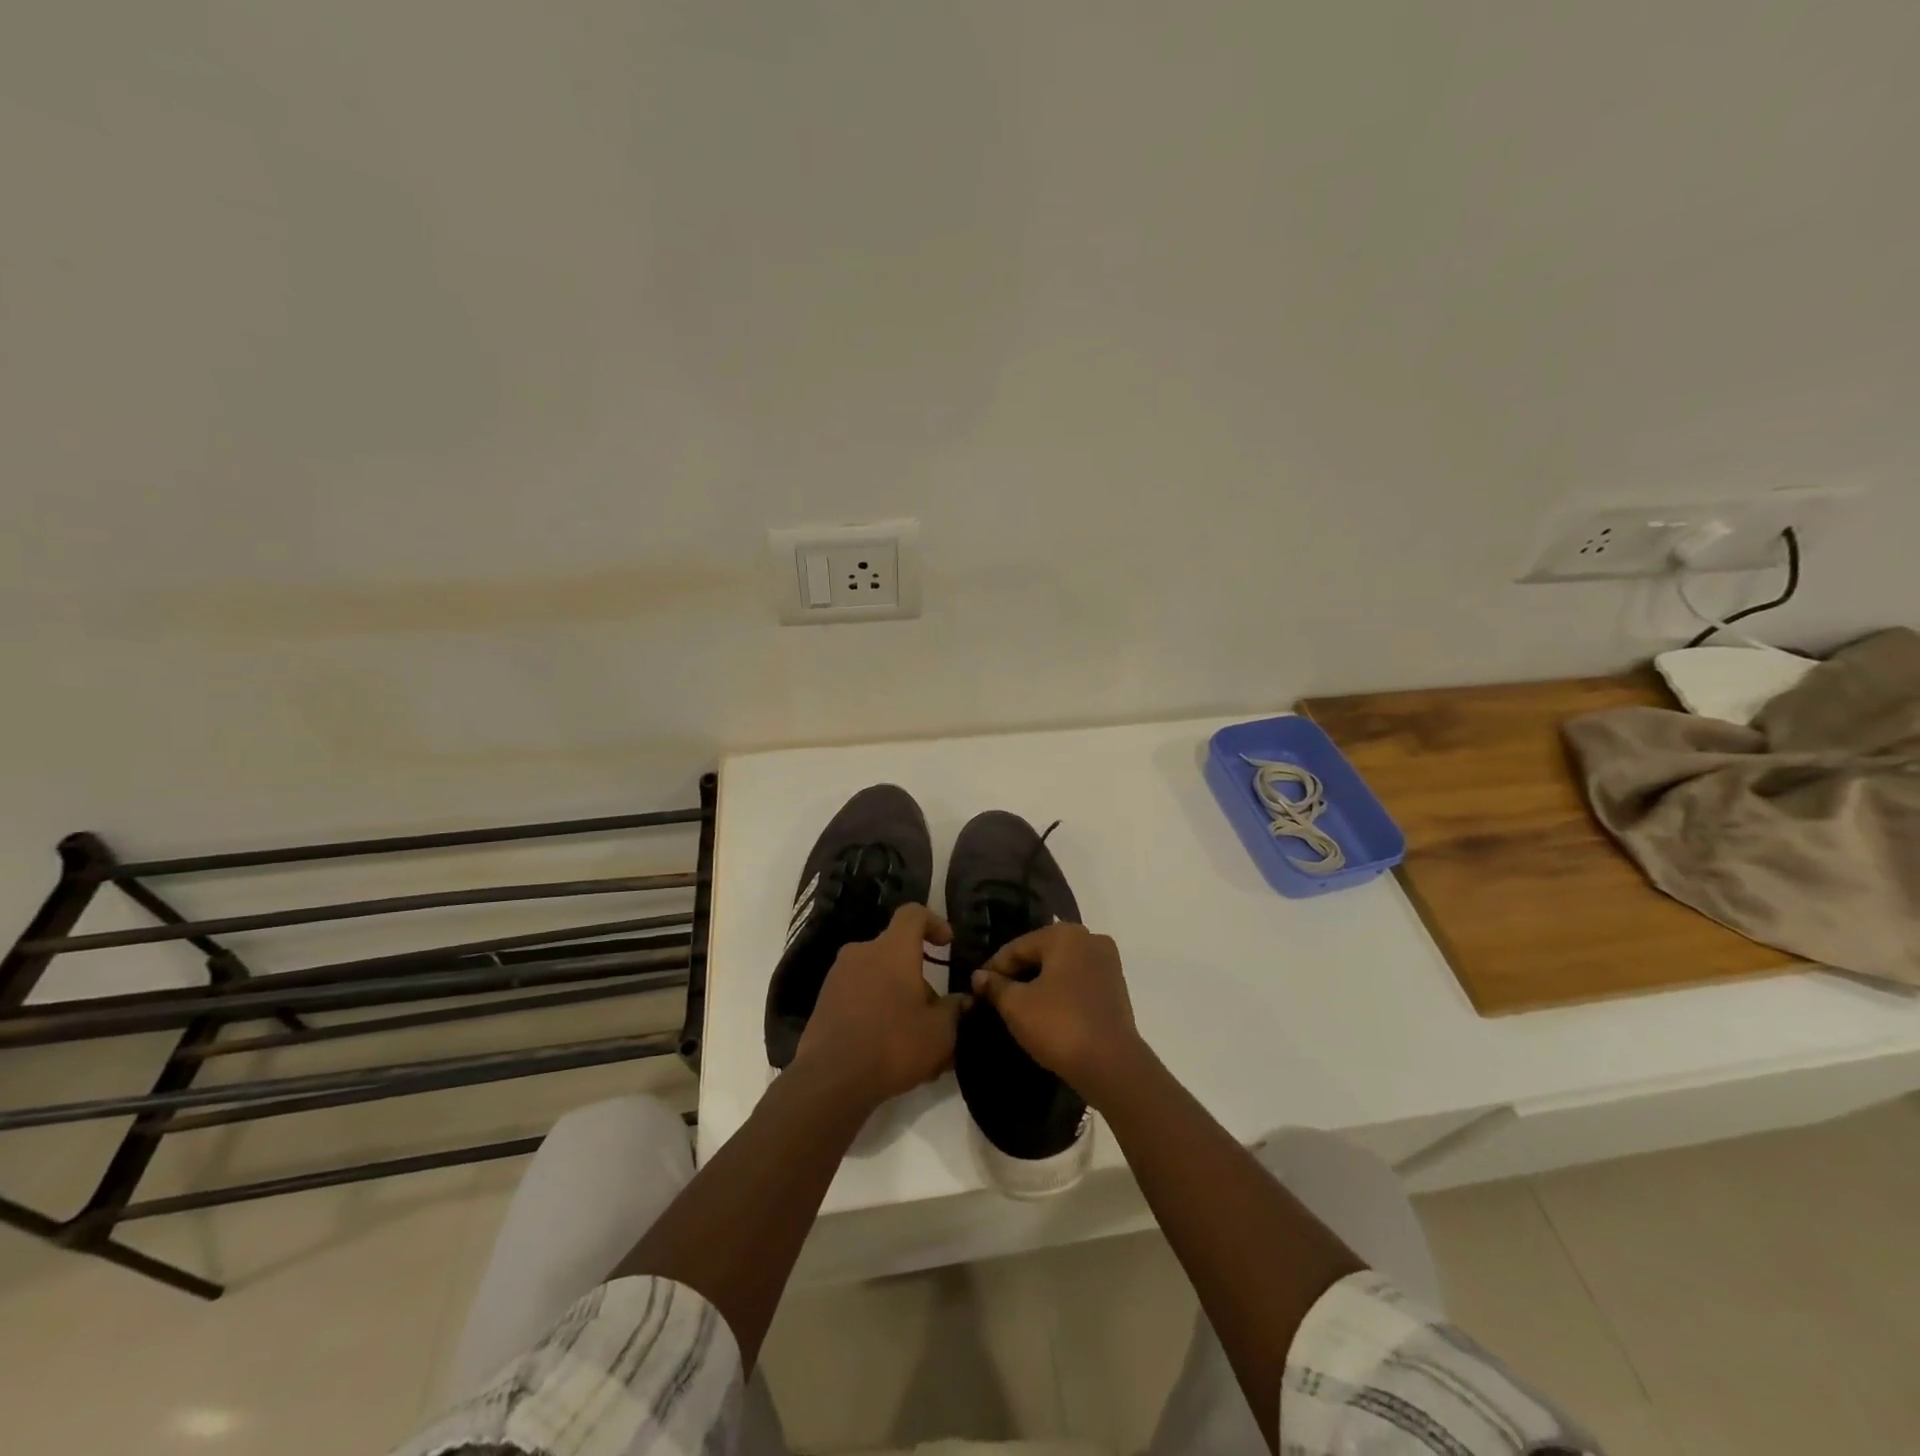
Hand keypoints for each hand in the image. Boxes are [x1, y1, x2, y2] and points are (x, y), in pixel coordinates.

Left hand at [795, 904, 967, 1110]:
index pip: (913, 914)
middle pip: (895, 950)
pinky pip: (858, 995)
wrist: (831, 1079)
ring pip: (876, 975)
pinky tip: (886, 1045)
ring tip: (912, 1034)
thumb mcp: (941, 1032)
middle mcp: (862, 952)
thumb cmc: (893, 1043)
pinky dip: (875, 1009)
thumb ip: (956, 1010)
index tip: (948, 944)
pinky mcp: (823, 1002)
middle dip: (917, 974)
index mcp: (892, 949)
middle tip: (934, 1008)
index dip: (934, 922)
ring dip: (896, 994)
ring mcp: (838, 977)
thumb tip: (963, 1001)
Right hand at [970, 923, 1148, 1106]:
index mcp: (1065, 934)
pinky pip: (1078, 981)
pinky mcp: (1116, 986)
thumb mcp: (1016, 1006)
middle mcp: (1090, 939)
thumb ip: (995, 986)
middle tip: (996, 996)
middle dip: (1018, 973)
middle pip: (1041, 952)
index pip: (1018, 947)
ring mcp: (1107, 962)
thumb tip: (979, 976)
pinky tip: (1046, 1010)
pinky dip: (1060, 991)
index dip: (994, 967)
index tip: (977, 987)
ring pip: (1061, 967)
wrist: (1111, 1065)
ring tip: (1019, 1004)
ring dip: (1039, 982)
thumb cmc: (1059, 1025)